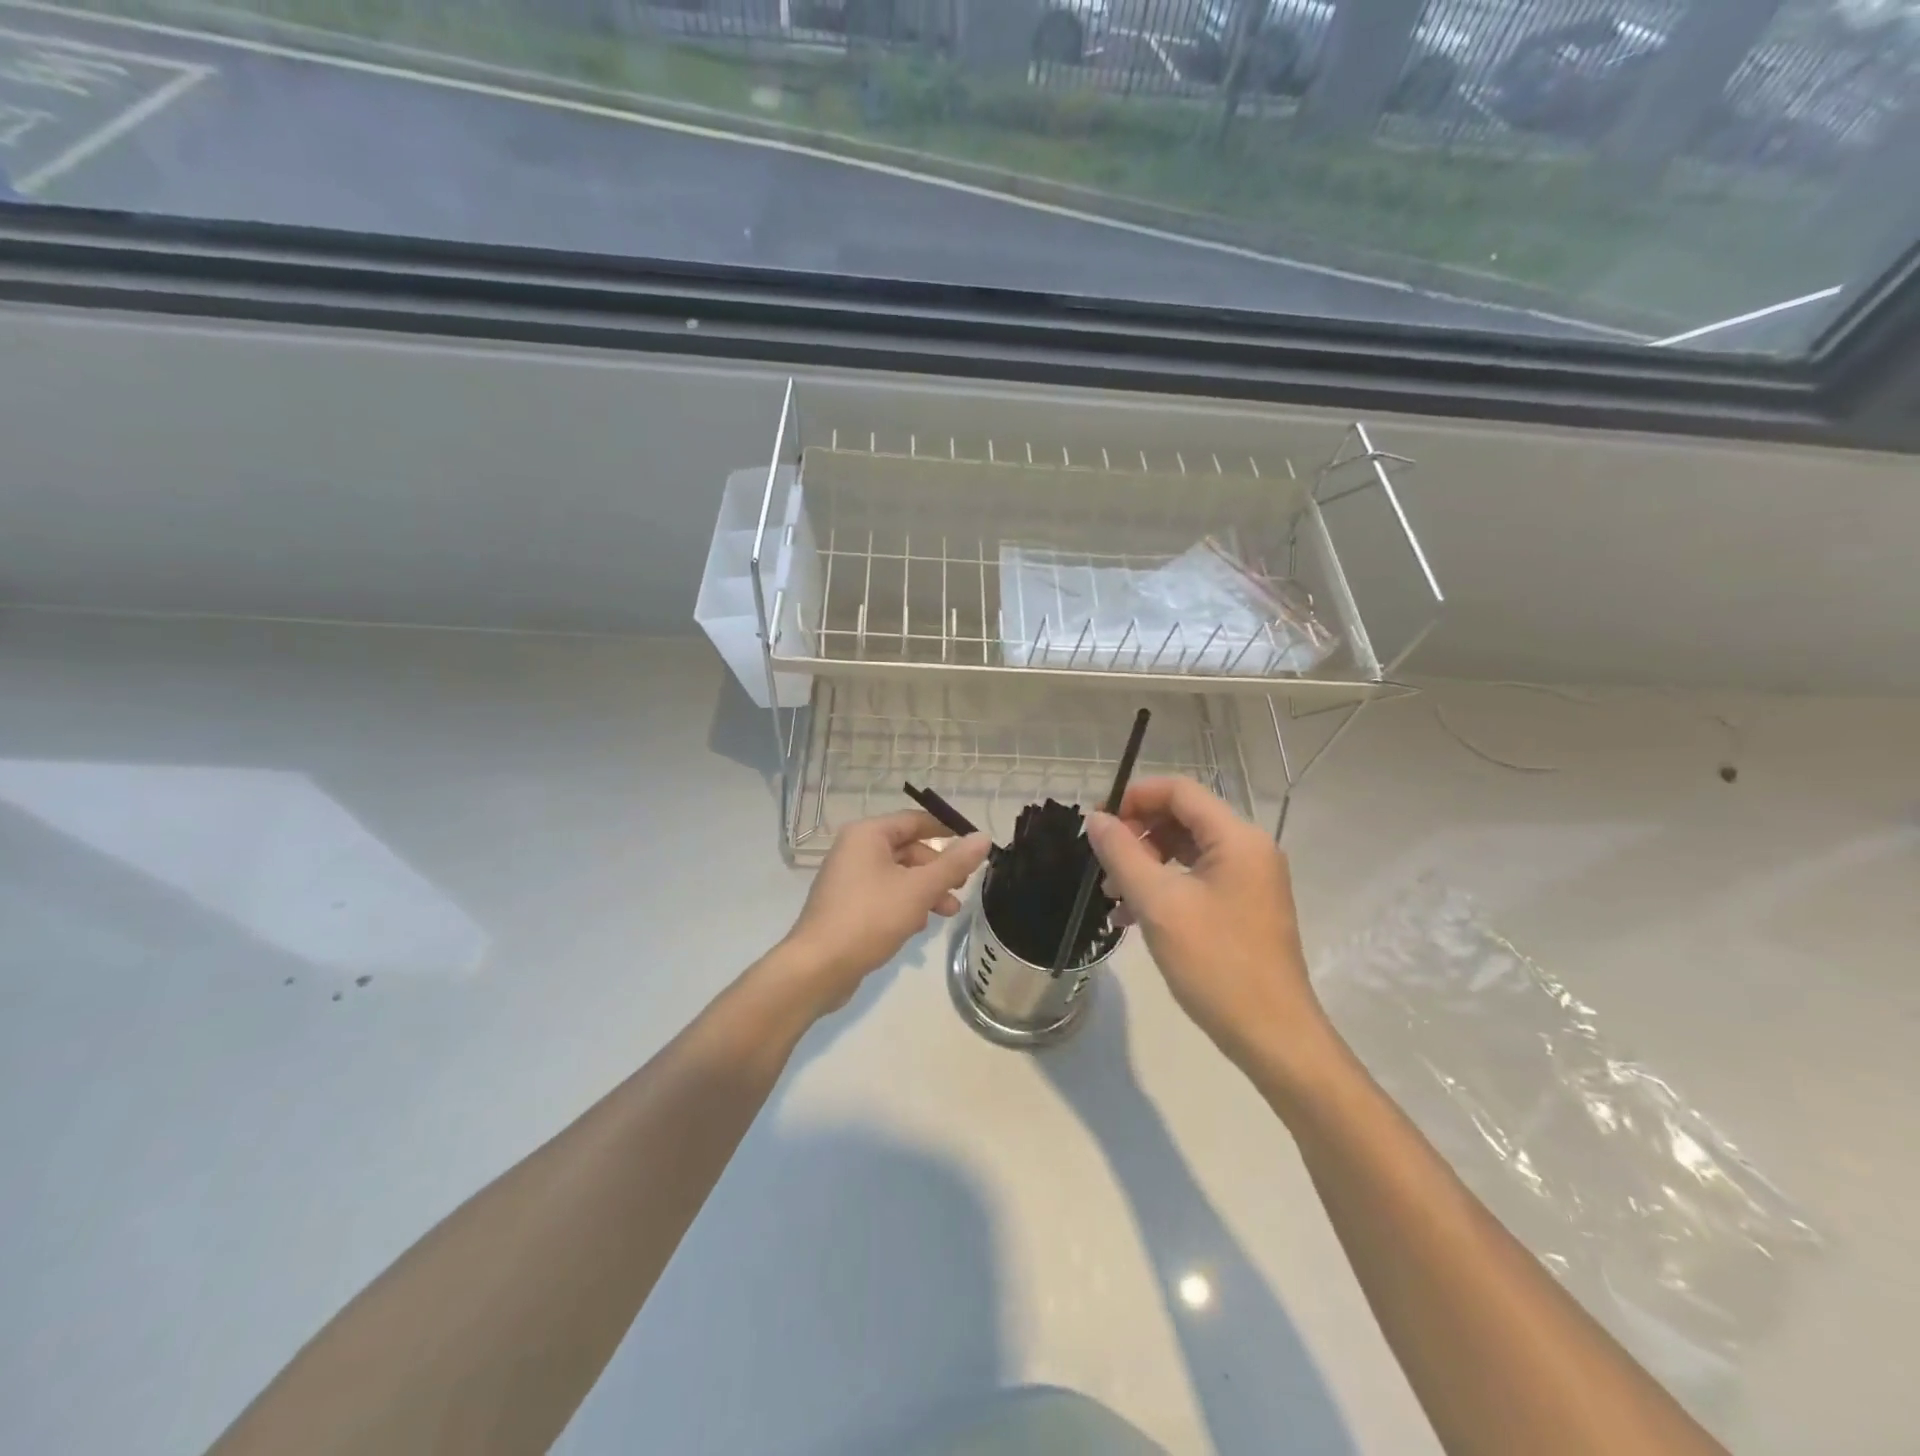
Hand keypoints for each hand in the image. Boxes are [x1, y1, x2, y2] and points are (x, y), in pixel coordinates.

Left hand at [780, 810, 990, 1014]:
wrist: (818, 967)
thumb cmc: (870, 918)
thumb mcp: (919, 889)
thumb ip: (954, 863)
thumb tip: (983, 837)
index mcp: (868, 834)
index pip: (915, 820)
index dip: (947, 831)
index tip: (974, 848)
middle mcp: (855, 849)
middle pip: (908, 849)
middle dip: (938, 869)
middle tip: (961, 888)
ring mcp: (848, 878)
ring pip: (899, 875)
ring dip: (926, 890)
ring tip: (948, 913)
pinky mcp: (847, 904)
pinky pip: (885, 894)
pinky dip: (905, 903)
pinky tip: (919, 925)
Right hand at [1086, 778, 1329, 1073]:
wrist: (1272, 1036)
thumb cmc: (1215, 964)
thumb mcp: (1158, 905)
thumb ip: (1122, 854)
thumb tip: (1096, 819)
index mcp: (1237, 839)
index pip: (1180, 790)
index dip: (1135, 797)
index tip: (1100, 824)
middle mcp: (1249, 849)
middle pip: (1183, 818)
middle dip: (1138, 834)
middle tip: (1104, 865)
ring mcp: (1249, 880)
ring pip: (1186, 850)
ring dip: (1146, 864)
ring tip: (1112, 896)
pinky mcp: (1244, 907)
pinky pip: (1196, 879)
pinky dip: (1163, 888)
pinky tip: (1131, 917)